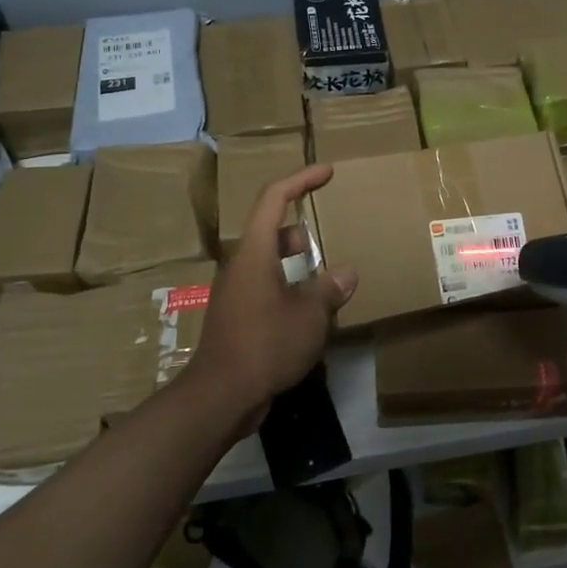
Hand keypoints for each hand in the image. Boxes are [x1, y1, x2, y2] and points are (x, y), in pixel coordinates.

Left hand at [189, 165, 357, 419]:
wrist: (220, 395)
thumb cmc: (266, 343)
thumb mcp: (310, 314)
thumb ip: (329, 288)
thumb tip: (346, 273)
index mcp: (255, 252)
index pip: (275, 198)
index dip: (301, 179)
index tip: (327, 171)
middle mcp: (241, 266)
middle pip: (271, 230)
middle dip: (302, 230)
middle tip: (330, 237)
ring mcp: (236, 293)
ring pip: (269, 262)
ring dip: (297, 263)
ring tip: (326, 279)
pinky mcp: (237, 317)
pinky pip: (267, 288)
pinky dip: (289, 288)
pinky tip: (310, 313)